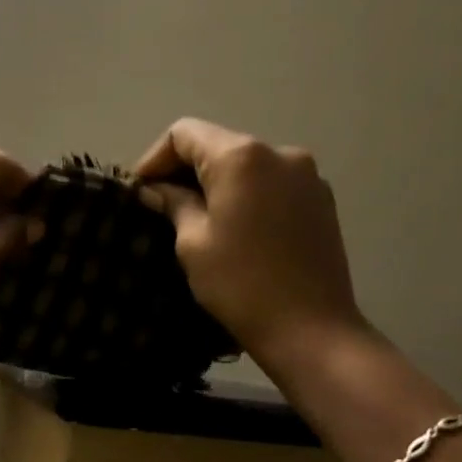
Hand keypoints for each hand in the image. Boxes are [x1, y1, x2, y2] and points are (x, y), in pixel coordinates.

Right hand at [135, 118, 367, 374]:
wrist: (310, 328)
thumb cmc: (240, 284)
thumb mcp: (192, 243)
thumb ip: (174, 203)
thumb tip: (158, 189)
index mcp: (241, 157)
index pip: (184, 133)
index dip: (154, 158)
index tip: (140, 192)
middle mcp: (279, 152)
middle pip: (218, 144)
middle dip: (184, 170)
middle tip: (160, 206)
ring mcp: (306, 174)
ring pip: (246, 165)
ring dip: (216, 183)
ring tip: (196, 219)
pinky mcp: (321, 199)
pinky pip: (270, 183)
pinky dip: (245, 195)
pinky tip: (234, 228)